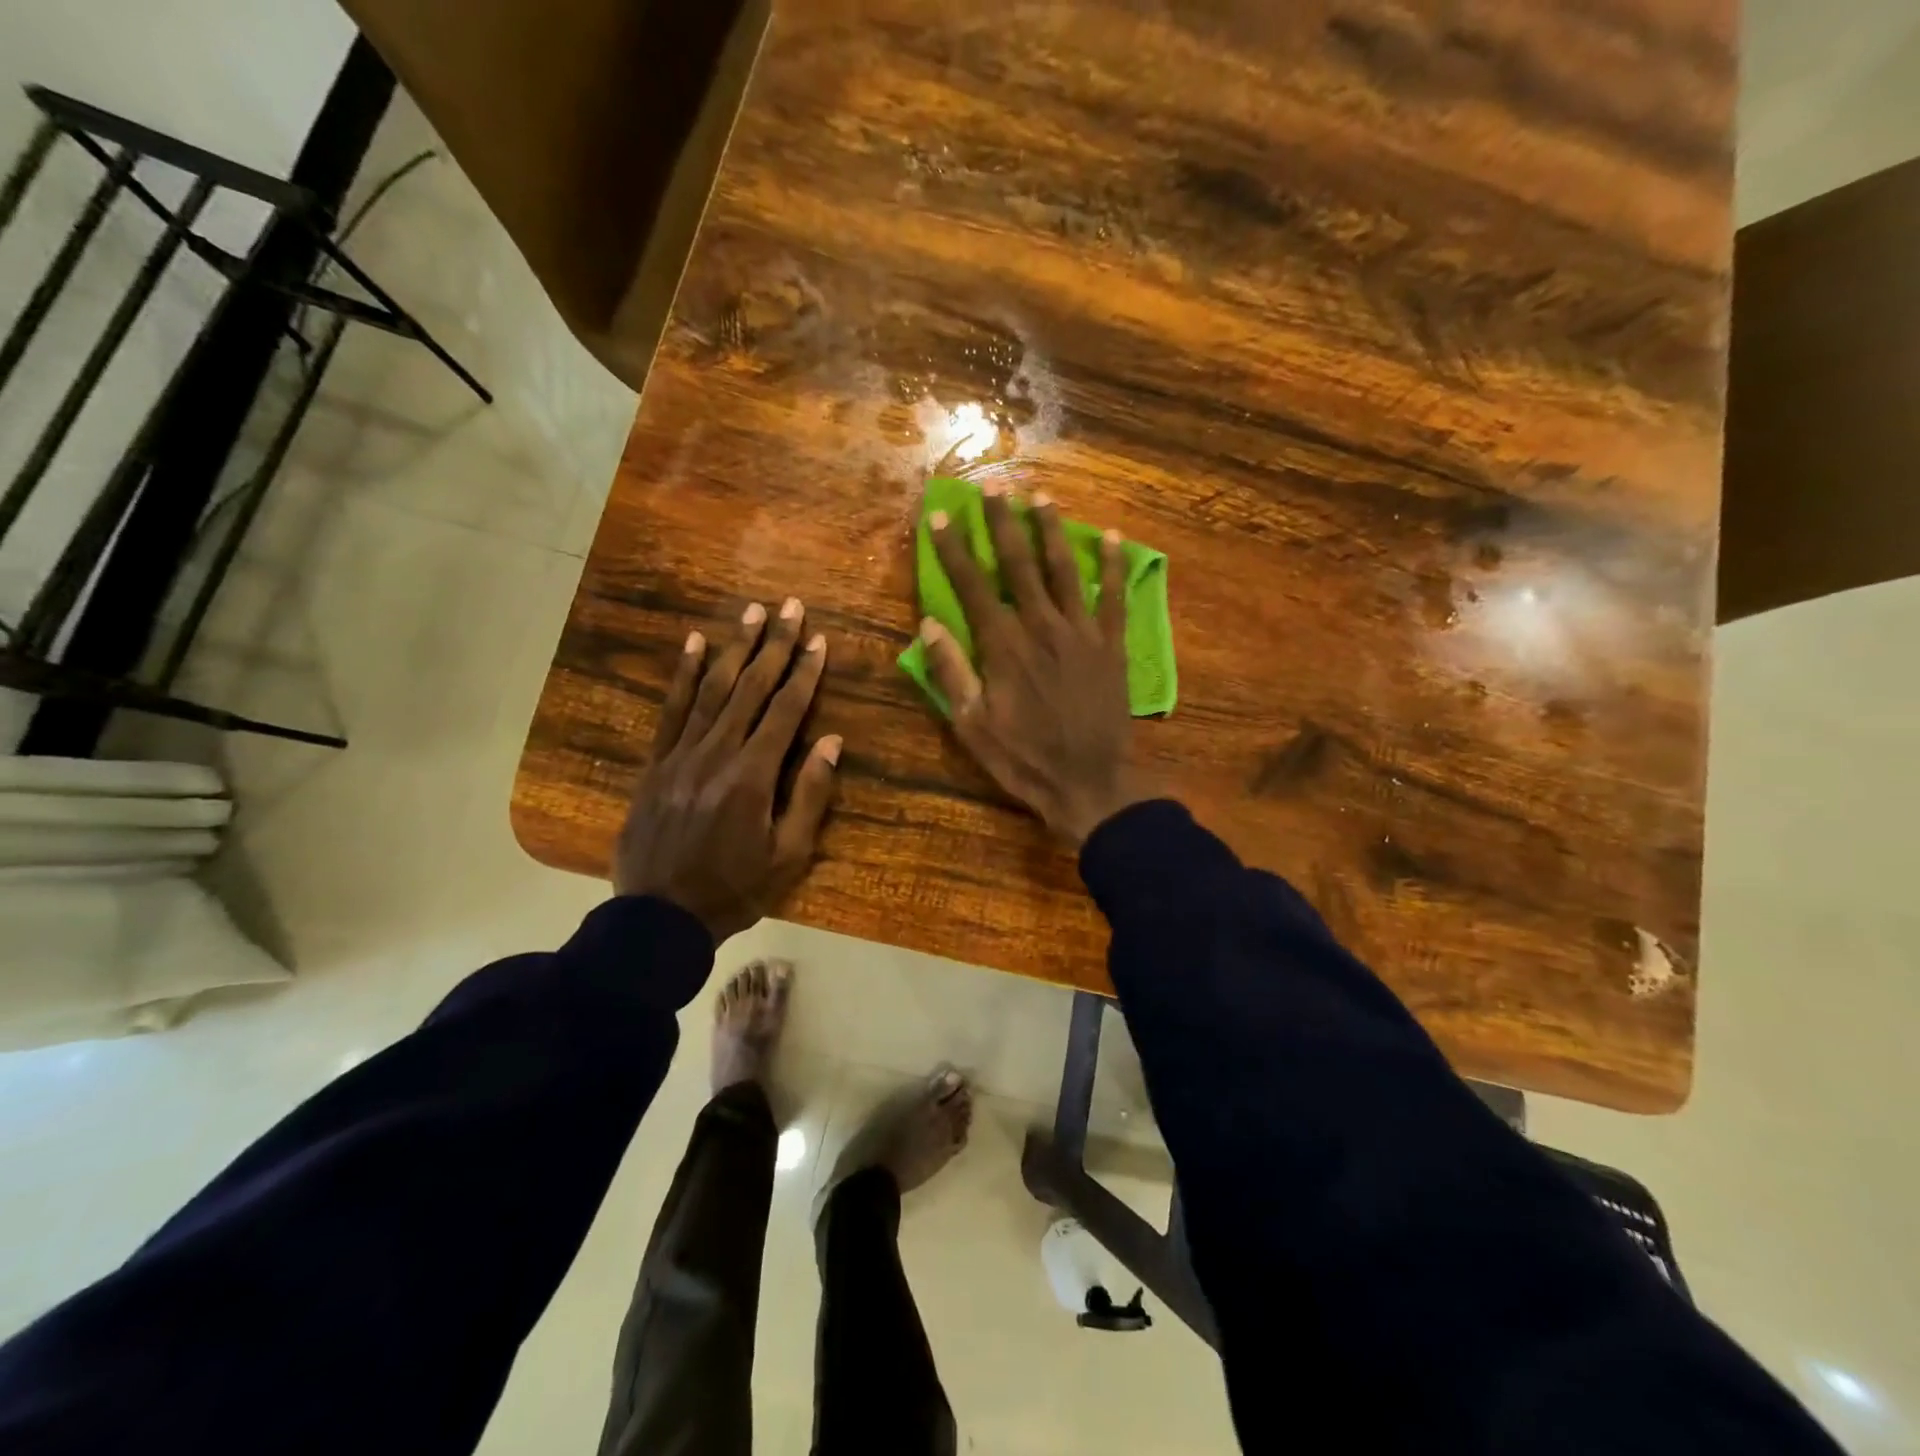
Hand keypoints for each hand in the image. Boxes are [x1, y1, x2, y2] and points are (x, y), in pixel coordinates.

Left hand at [613, 597, 841, 941]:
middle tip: (789, 606)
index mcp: (753, 776)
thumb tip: (831, 741)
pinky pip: (671, 710)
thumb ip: (810, 796)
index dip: (804, 673)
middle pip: (751, 688)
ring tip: (751, 613)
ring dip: (735, 648)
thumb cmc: (734, 890)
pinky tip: (695, 645)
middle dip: (774, 645)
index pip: (786, 711)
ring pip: (712, 690)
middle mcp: (717, 753)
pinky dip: (685, 675)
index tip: (818, 639)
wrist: (658, 918)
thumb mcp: (788, 856)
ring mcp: (681, 755)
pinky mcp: (655, 763)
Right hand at [918, 485, 1147, 844]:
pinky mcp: (1112, 645)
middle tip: (995, 487)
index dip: (955, 549)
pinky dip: (1113, 566)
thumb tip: (929, 624)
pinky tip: (1111, 537)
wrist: (1089, 783)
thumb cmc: (1023, 758)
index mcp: (1003, 646)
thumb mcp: (972, 725)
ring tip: (1041, 496)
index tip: (943, 515)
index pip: (972, 586)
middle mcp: (1042, 627)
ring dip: (1051, 530)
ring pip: (1064, 569)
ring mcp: (1082, 633)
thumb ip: (951, 672)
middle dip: (1003, 523)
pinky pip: (1114, 597)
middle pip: (1019, 564)